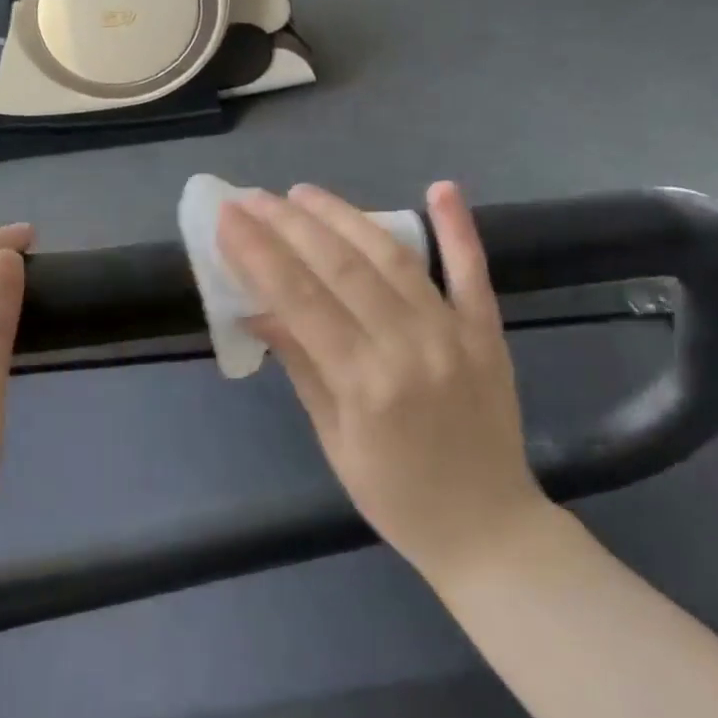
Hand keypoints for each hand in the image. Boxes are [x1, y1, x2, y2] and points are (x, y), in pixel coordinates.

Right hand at [218, 182, 547, 590]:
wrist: (490, 530)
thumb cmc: (396, 496)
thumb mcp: (332, 439)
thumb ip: (300, 364)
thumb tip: (257, 309)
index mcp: (365, 383)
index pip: (300, 299)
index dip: (259, 252)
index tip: (228, 217)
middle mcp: (409, 346)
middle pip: (340, 267)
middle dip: (288, 224)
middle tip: (252, 197)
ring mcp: (454, 333)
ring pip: (392, 257)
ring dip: (344, 217)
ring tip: (303, 193)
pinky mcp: (487, 332)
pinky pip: (473, 272)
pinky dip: (459, 227)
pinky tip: (441, 188)